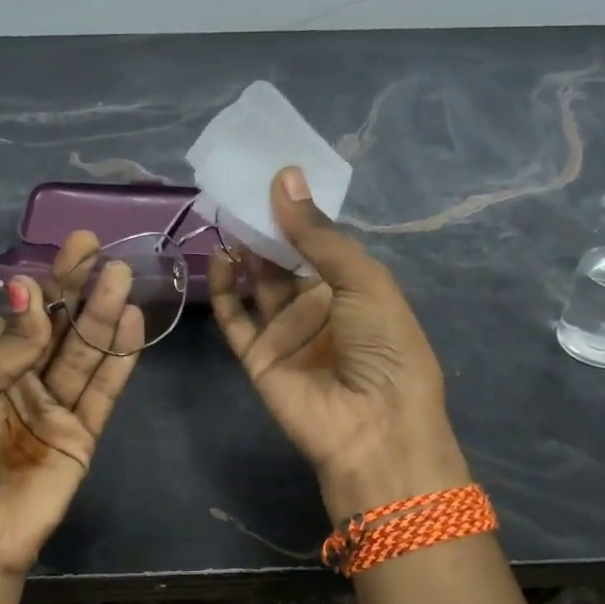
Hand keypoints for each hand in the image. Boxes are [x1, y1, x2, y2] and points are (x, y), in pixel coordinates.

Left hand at [0, 232, 143, 583]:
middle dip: (80, 291)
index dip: (47, 282)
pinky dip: (118, 359)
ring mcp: (53, 410)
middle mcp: (19, 383)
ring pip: (83, 355)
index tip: (75, 247)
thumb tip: (31, 291)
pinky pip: (102, 391)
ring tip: (124, 278)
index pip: (21, 315)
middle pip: (57, 330)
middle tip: (108, 254)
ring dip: (102, 317)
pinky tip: (130, 323)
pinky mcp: (81, 436)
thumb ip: (8, 343)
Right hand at [210, 168, 469, 518]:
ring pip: (256, 284)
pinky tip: (221, 259)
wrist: (374, 427)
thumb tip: (285, 176)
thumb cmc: (384, 345)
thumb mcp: (362, 280)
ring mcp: (286, 332)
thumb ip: (318, 234)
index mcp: (353, 288)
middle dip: (264, 228)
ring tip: (226, 216)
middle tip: (238, 189)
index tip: (270, 176)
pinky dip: (223, 290)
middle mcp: (318, 307)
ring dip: (242, 252)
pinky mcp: (258, 357)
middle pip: (283, 260)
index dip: (296, 213)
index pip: (318, 242)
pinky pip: (235, 319)